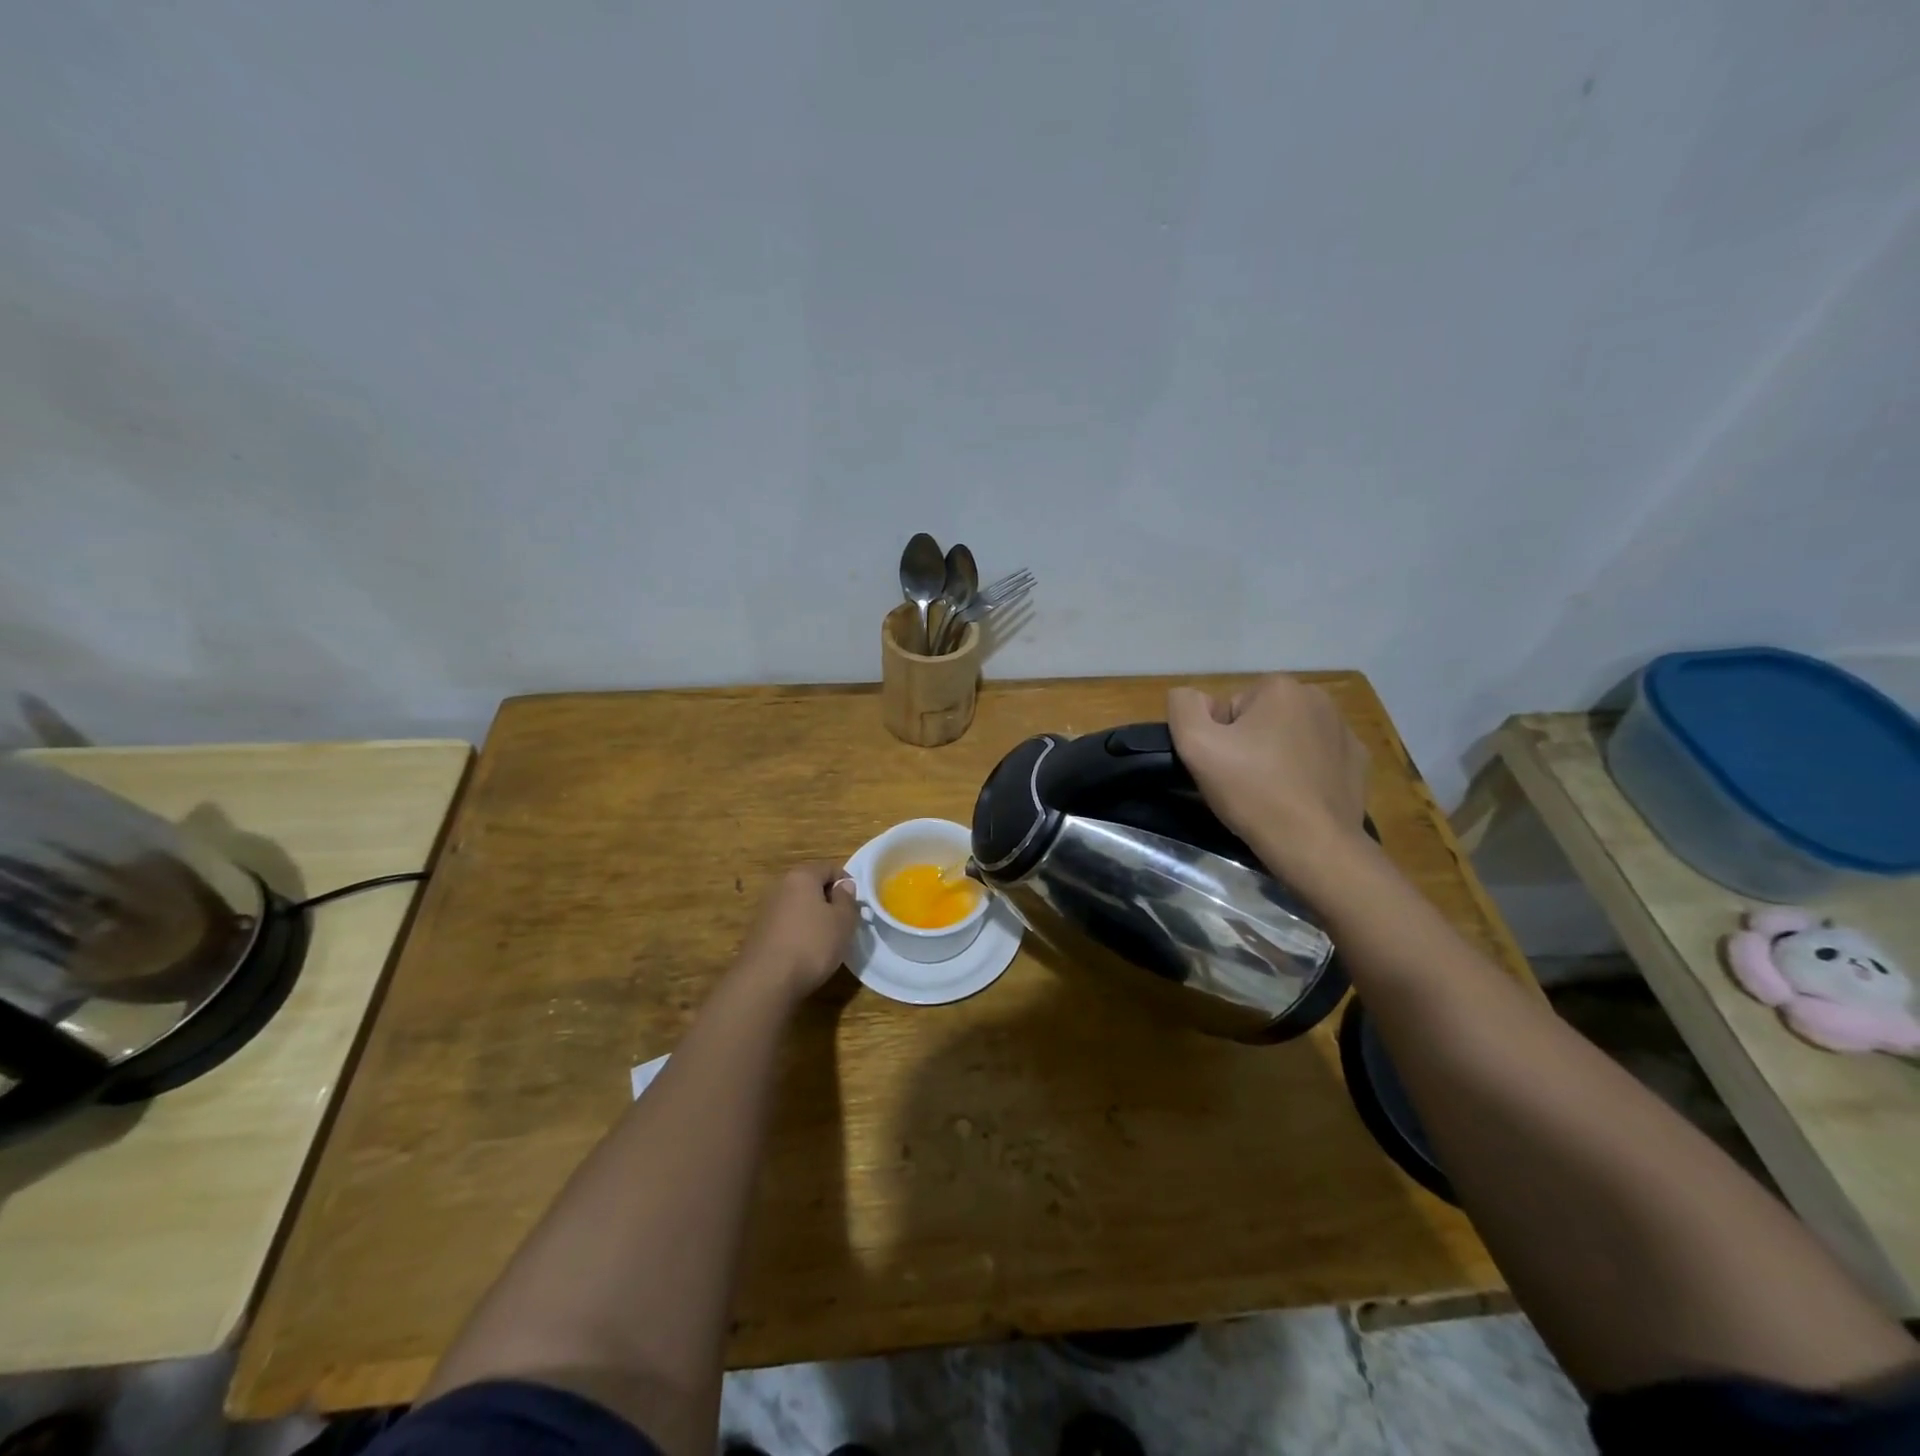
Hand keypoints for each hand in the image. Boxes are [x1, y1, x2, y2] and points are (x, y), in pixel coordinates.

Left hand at [735, 860, 858, 1000]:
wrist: (766, 981)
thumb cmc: (812, 944)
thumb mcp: (843, 921)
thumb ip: (847, 899)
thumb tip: (844, 886)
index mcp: (801, 876)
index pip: (830, 868)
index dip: (847, 883)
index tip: (856, 905)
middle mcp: (780, 886)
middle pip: (811, 885)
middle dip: (829, 900)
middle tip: (844, 922)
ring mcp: (766, 909)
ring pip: (798, 906)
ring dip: (813, 917)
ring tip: (826, 940)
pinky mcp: (758, 932)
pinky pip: (786, 924)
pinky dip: (798, 931)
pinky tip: (805, 951)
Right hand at [1167, 676, 1369, 875]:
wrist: (1313, 844)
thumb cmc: (1252, 791)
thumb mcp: (1196, 745)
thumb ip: (1183, 707)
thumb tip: (1192, 697)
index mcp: (1280, 688)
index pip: (1230, 707)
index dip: (1219, 738)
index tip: (1224, 767)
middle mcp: (1318, 698)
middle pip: (1261, 719)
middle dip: (1249, 744)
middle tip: (1243, 782)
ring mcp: (1344, 730)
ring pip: (1290, 737)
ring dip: (1276, 757)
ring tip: (1269, 793)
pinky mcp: (1357, 761)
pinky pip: (1318, 758)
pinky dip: (1305, 772)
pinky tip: (1298, 798)